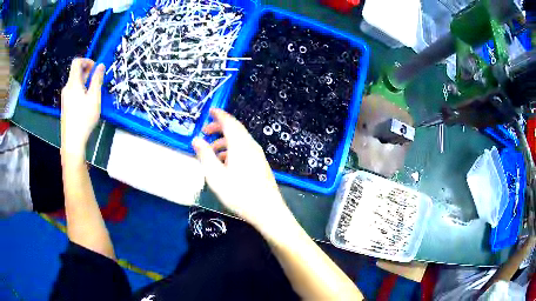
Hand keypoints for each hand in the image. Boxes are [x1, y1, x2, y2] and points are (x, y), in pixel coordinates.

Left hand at [60, 58, 103, 159]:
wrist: (72, 142)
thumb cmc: (84, 118)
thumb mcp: (94, 97)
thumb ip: (97, 79)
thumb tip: (101, 65)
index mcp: (73, 83)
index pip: (77, 62)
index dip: (87, 61)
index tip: (96, 69)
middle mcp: (67, 88)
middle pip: (76, 72)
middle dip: (88, 72)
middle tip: (97, 81)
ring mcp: (65, 98)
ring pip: (75, 83)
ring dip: (85, 83)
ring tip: (93, 94)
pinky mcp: (65, 107)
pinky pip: (73, 92)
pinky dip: (81, 91)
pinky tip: (86, 103)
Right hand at [192, 109, 292, 229]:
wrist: (267, 210)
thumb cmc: (239, 193)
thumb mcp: (215, 176)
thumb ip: (205, 155)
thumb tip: (196, 139)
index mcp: (240, 145)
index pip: (229, 122)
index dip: (219, 115)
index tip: (210, 110)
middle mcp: (251, 146)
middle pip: (235, 130)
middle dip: (219, 127)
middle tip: (205, 131)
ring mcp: (257, 155)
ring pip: (239, 140)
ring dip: (224, 141)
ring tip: (211, 150)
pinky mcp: (260, 164)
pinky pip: (244, 149)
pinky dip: (232, 149)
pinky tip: (225, 163)